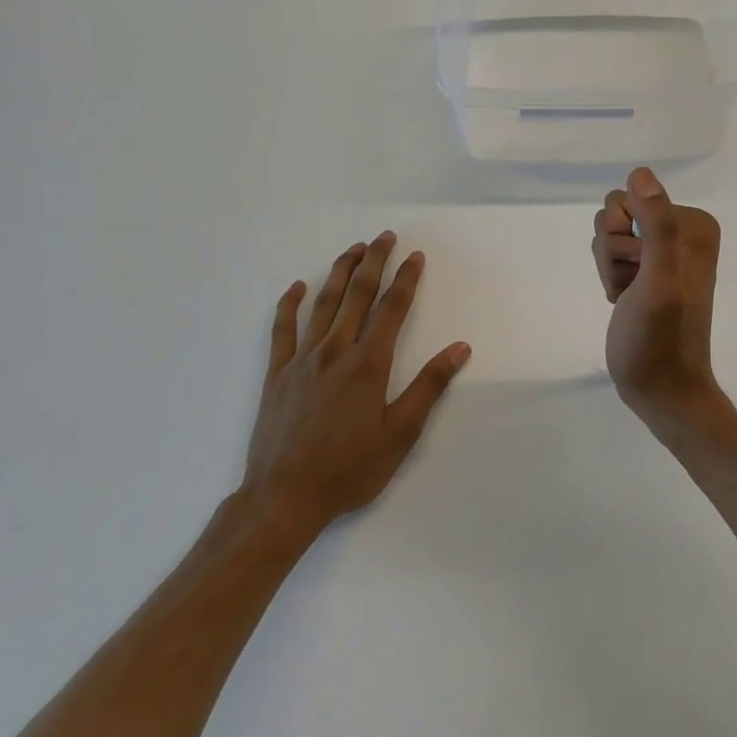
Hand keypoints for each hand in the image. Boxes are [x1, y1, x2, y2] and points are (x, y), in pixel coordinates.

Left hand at [241, 233, 469, 540]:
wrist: (284, 498)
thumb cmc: (350, 469)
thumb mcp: (401, 434)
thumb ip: (429, 386)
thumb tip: (459, 348)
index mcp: (368, 364)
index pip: (392, 309)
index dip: (406, 279)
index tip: (415, 256)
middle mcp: (335, 351)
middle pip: (357, 295)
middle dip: (374, 262)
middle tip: (384, 237)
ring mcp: (302, 360)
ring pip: (323, 304)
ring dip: (339, 272)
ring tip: (352, 249)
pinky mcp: (277, 374)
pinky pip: (282, 330)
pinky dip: (289, 305)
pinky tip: (296, 287)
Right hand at [591, 168, 730, 440]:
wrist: (661, 389)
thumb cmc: (660, 338)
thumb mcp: (659, 280)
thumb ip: (657, 225)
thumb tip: (640, 174)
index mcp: (694, 224)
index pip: (630, 198)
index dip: (623, 237)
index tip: (640, 272)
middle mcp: (681, 231)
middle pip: (616, 213)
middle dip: (614, 252)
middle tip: (634, 286)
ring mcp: (662, 251)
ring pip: (609, 234)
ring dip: (610, 266)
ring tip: (629, 296)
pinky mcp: (646, 271)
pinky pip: (610, 253)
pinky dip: (610, 277)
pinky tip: (624, 300)